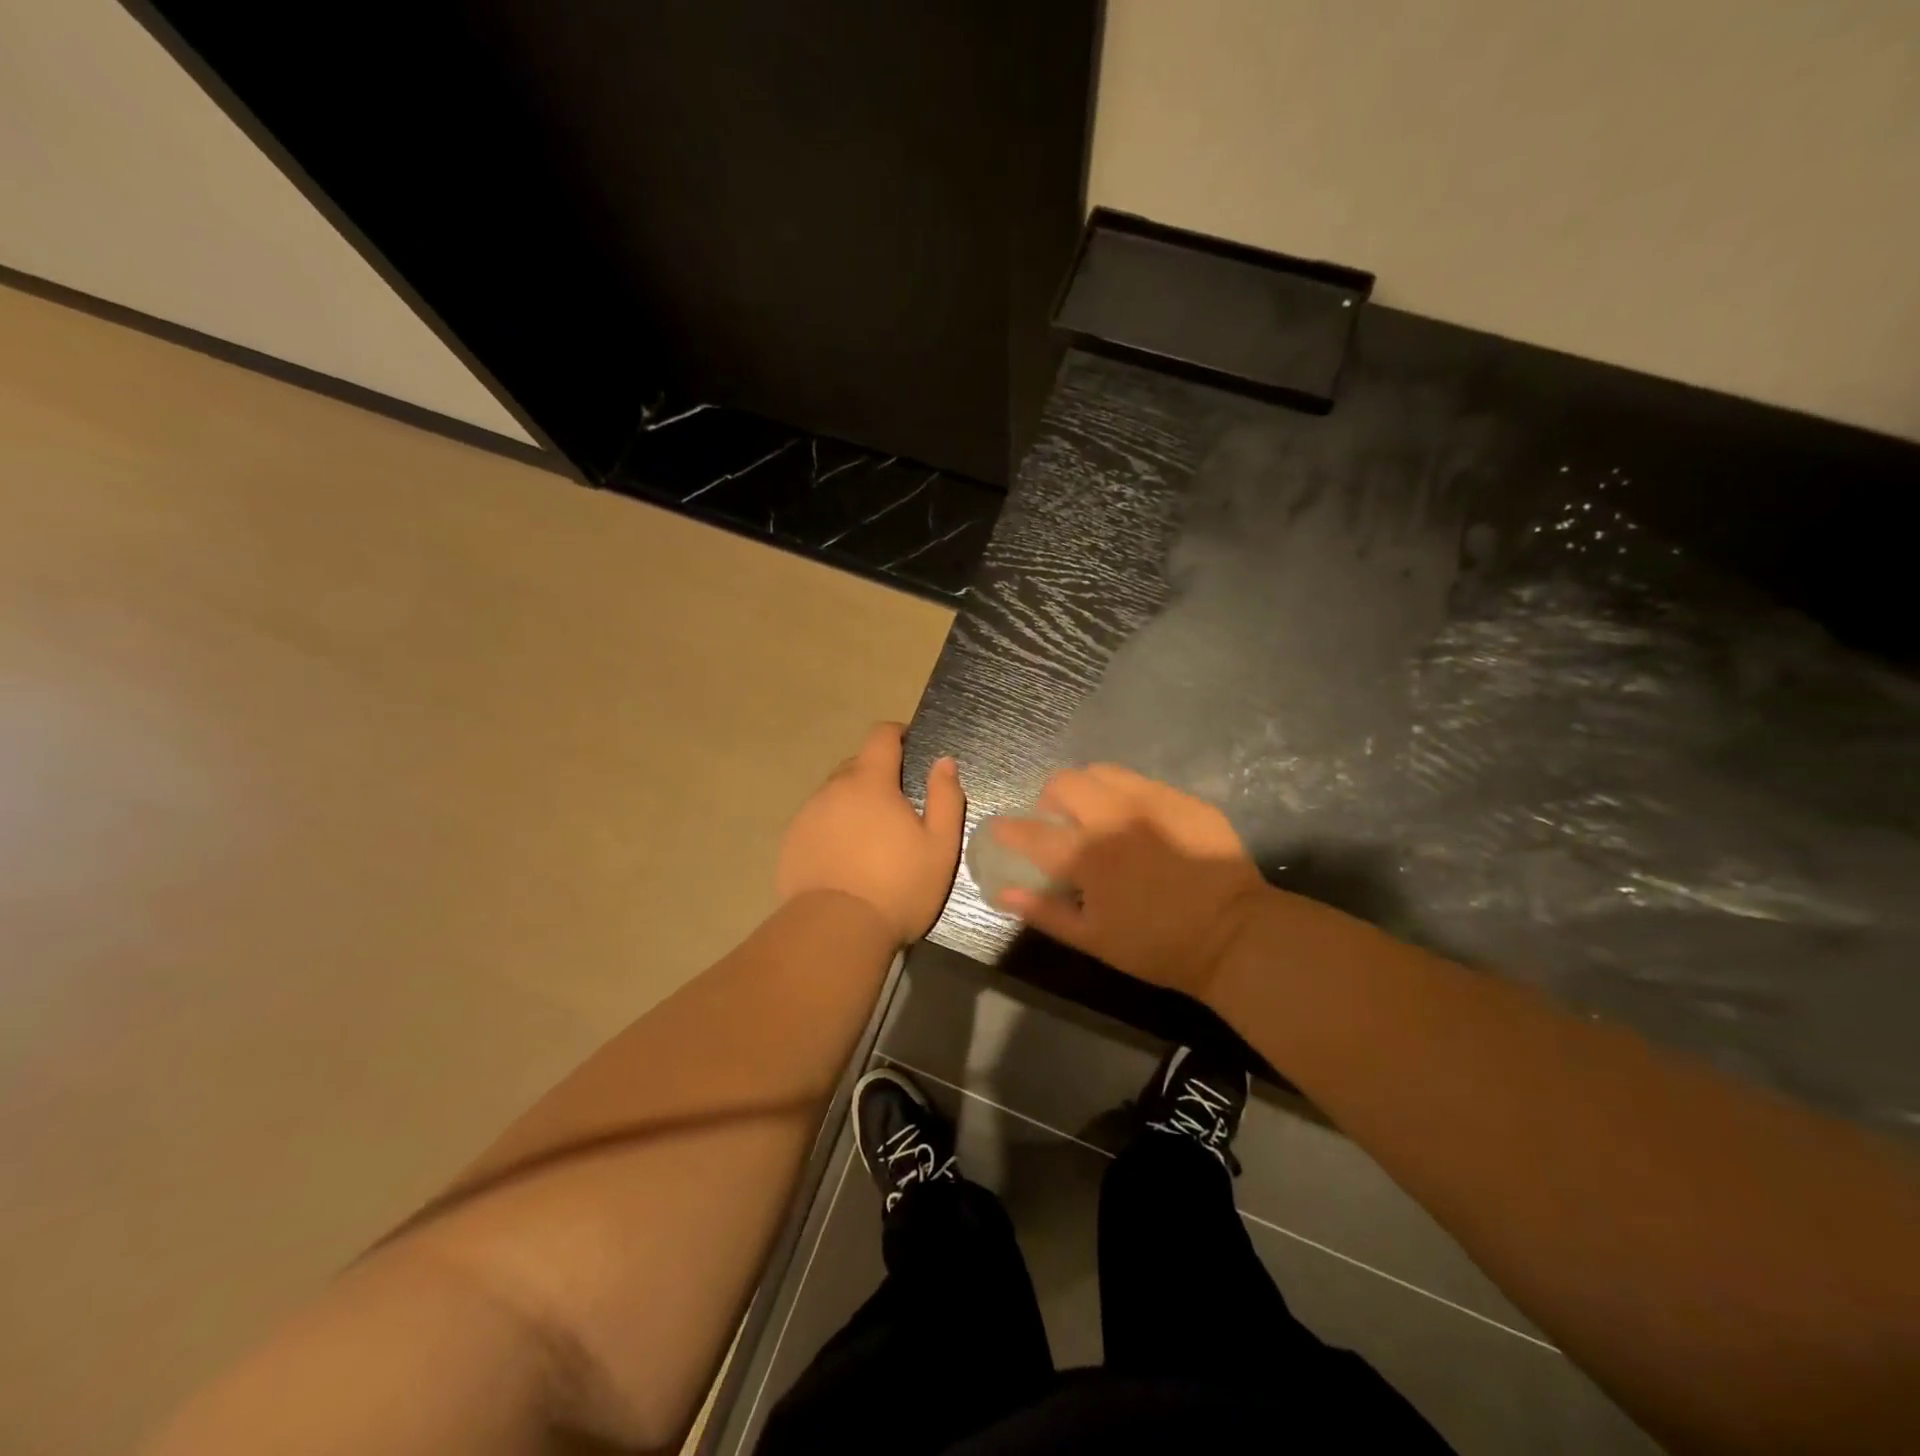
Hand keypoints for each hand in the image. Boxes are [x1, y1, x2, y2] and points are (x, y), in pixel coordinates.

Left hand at [776, 722, 965, 943]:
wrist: (836, 932)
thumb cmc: (898, 886)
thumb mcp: (940, 845)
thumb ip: (946, 797)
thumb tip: (944, 761)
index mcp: (870, 782)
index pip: (881, 736)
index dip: (897, 734)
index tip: (909, 745)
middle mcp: (833, 789)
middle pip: (856, 765)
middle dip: (877, 775)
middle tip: (897, 807)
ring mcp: (807, 815)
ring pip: (834, 795)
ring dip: (853, 804)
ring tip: (870, 839)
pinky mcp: (791, 843)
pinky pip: (817, 822)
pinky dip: (832, 829)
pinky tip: (845, 860)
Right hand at [991, 764, 1266, 997]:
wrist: (1234, 936)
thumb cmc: (1156, 946)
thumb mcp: (1093, 939)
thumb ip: (1044, 911)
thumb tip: (1003, 892)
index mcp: (1088, 855)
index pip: (1031, 832)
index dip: (1008, 828)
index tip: (998, 827)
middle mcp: (1114, 817)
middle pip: (1064, 783)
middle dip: (1050, 797)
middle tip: (1058, 819)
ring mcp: (1152, 802)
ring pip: (1102, 771)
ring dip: (1087, 787)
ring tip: (1096, 811)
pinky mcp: (1183, 799)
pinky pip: (1141, 782)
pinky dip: (1125, 795)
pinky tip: (1138, 820)